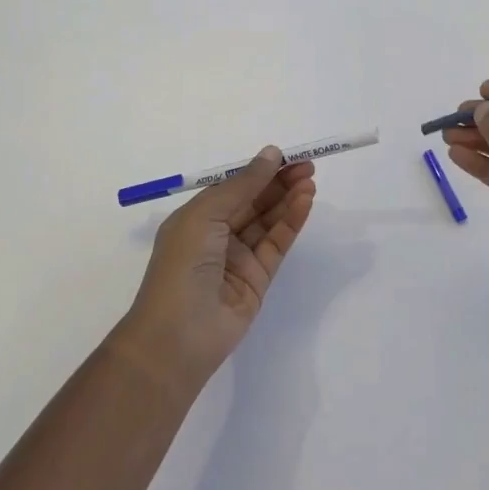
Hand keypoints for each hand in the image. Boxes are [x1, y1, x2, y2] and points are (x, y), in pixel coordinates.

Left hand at [112, 147, 316, 392]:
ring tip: (310, 181)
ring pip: (268, 221)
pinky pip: (277, 244)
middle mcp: (217, 235)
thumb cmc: (182, 265)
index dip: (258, 170)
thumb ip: (242, 185)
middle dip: (279, 182)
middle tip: (307, 165)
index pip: (233, 187)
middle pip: (254, 202)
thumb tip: (271, 153)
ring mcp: (238, 258)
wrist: (178, 336)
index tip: (285, 155)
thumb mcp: (206, 215)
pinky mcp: (258, 279)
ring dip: (288, 199)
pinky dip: (291, 222)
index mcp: (196, 218)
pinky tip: (304, 203)